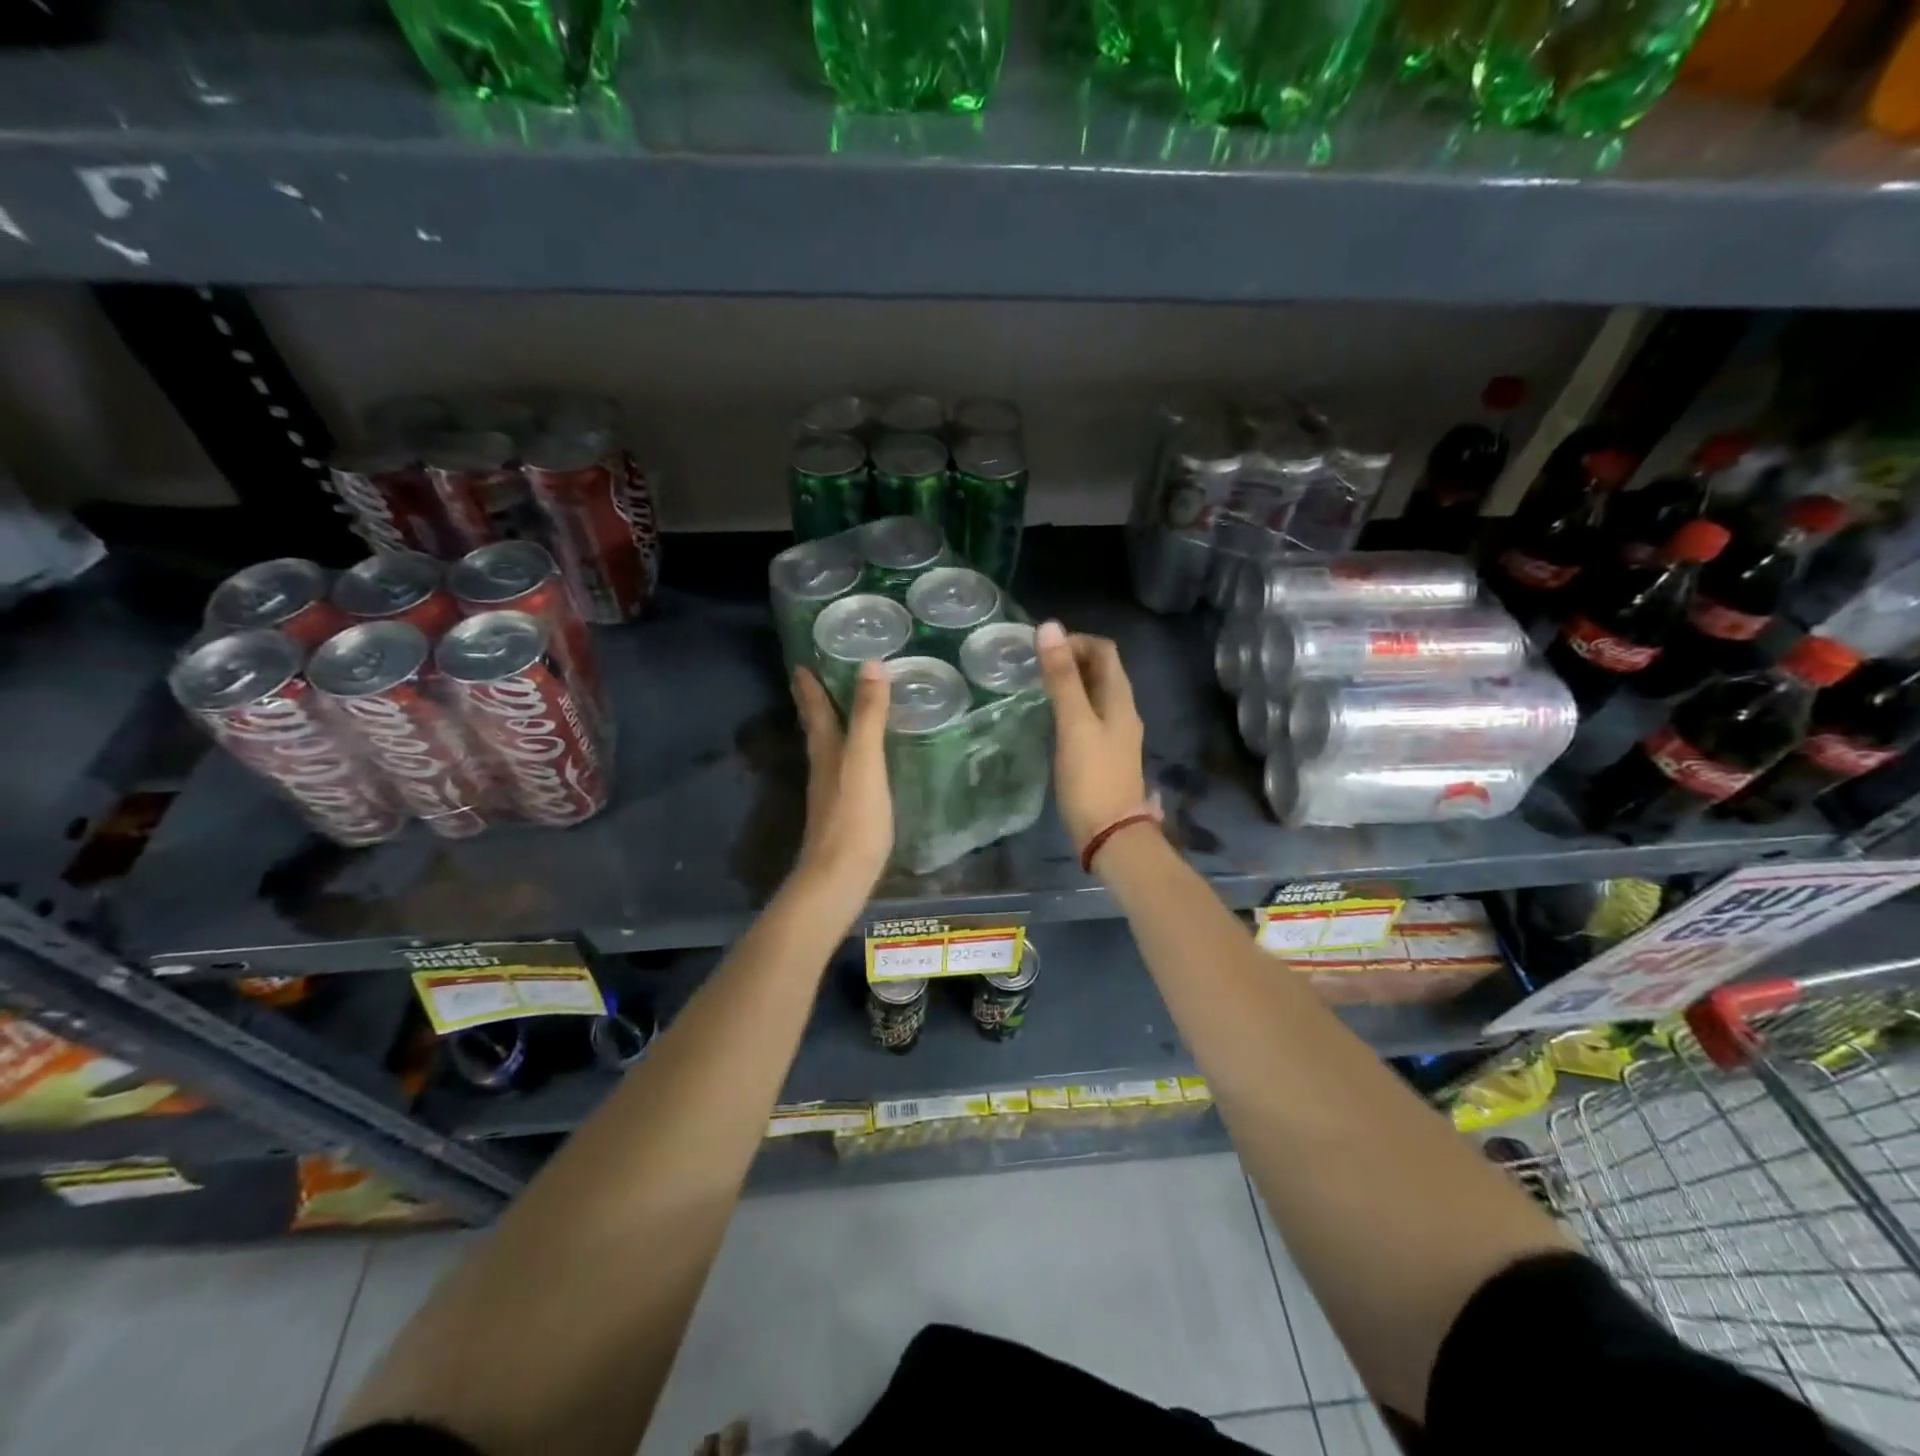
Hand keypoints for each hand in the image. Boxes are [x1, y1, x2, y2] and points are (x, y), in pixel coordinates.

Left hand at [791, 662, 892, 898]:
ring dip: (830, 728)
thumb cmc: (853, 818)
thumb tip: (870, 664)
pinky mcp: (843, 814)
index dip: (808, 687)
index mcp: (827, 751)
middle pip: (816, 729)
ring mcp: (831, 793)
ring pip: (827, 750)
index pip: (816, 710)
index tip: (800, 663)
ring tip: (840, 713)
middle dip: (814, 705)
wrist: (838, 878)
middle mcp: (823, 768)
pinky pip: (842, 771)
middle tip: (812, 682)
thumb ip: (868, 716)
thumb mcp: (865, 761)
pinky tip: (859, 763)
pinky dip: (847, 755)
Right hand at [1035, 620, 1148, 854]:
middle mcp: (1122, 710)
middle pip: (1101, 670)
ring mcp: (1115, 734)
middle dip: (1070, 660)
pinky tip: (1049, 719)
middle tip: (1034, 667)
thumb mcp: (1074, 724)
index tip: (1043, 651)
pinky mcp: (1104, 754)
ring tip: (1036, 688)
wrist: (1111, 835)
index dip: (1075, 641)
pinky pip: (1088, 716)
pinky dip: (1070, 707)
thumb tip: (1049, 627)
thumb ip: (1062, 678)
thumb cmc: (1091, 778)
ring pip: (1094, 694)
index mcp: (1120, 699)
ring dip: (1069, 683)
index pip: (1104, 650)